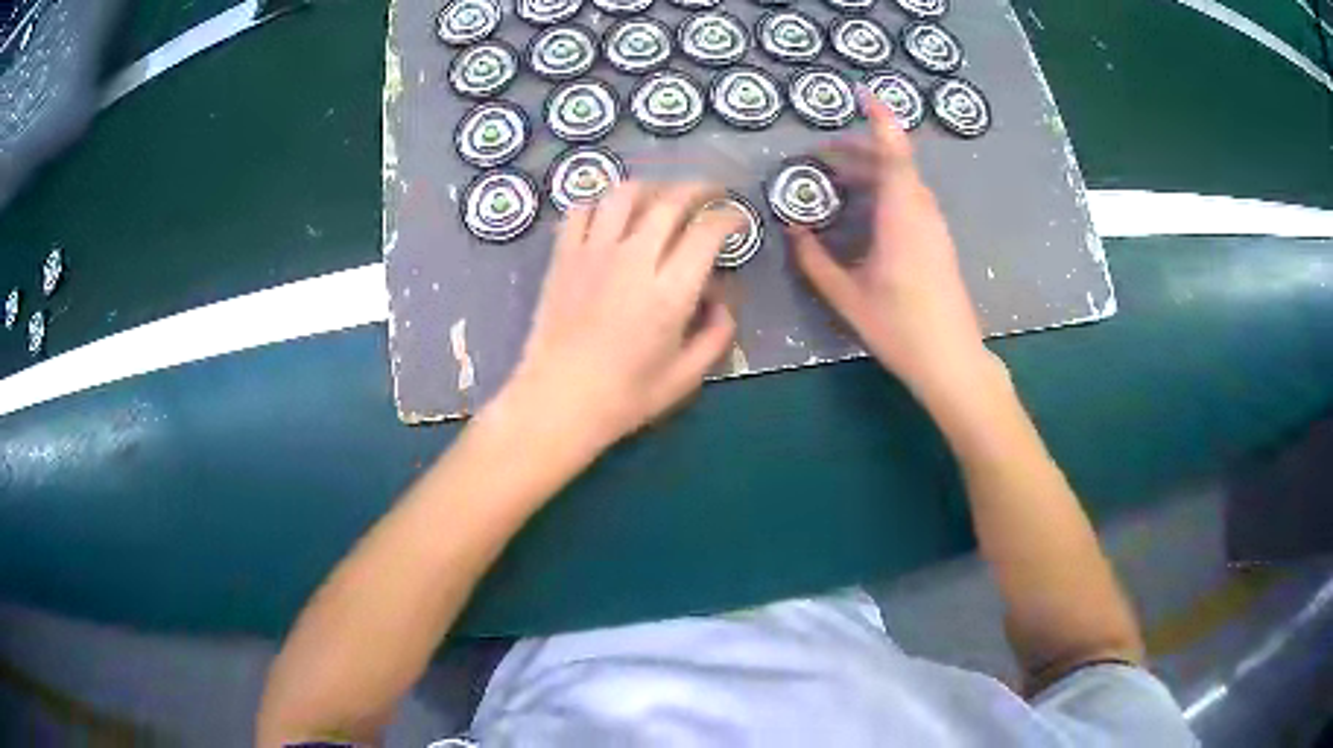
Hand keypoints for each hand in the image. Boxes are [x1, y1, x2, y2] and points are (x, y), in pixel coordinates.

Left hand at [502, 181, 742, 451]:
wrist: (557, 401)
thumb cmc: (624, 397)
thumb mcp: (686, 377)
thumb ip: (717, 334)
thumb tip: (723, 298)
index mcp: (669, 293)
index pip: (707, 232)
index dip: (729, 218)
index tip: (737, 220)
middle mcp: (633, 260)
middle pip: (671, 201)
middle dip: (699, 189)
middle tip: (711, 194)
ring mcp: (593, 253)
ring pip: (625, 194)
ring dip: (652, 187)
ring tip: (663, 196)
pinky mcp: (564, 256)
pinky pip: (582, 209)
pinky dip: (602, 202)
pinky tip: (612, 214)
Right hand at [788, 92, 992, 401]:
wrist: (952, 360)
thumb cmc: (901, 327)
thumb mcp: (847, 296)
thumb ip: (815, 260)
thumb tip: (792, 230)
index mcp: (902, 215)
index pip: (895, 152)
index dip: (881, 118)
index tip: (862, 93)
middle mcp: (922, 211)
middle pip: (894, 163)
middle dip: (858, 150)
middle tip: (819, 156)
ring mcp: (934, 226)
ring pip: (902, 182)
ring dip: (870, 173)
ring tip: (834, 181)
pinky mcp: (937, 241)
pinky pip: (909, 200)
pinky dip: (882, 192)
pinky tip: (860, 212)